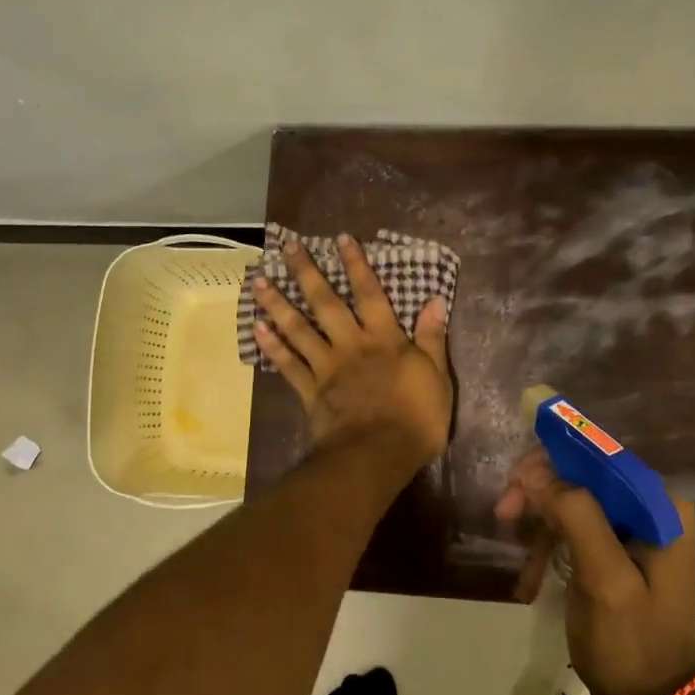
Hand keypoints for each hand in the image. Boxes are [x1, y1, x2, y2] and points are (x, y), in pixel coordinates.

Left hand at [252, 234, 452, 472]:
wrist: (379, 455)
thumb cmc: (416, 418)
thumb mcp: (437, 377)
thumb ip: (431, 338)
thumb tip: (434, 300)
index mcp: (385, 339)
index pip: (370, 294)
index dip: (356, 265)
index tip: (340, 239)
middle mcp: (352, 344)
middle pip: (326, 303)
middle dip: (307, 272)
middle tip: (288, 247)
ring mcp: (327, 367)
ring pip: (298, 329)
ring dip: (278, 303)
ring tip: (258, 281)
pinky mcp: (311, 391)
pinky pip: (288, 365)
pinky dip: (272, 347)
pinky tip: (257, 328)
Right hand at [496, 450, 694, 694]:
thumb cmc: (631, 642)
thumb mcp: (605, 579)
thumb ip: (576, 516)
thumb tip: (535, 471)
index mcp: (660, 506)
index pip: (600, 458)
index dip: (552, 460)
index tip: (513, 482)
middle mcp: (651, 509)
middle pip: (583, 478)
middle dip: (540, 495)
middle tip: (503, 514)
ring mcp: (634, 532)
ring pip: (573, 503)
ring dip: (540, 527)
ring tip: (522, 569)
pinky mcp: (617, 553)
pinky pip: (574, 530)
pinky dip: (548, 549)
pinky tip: (531, 580)